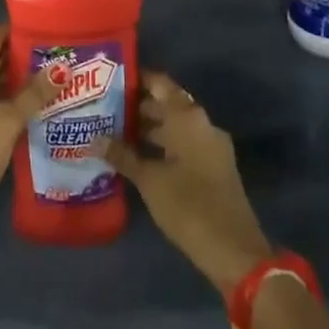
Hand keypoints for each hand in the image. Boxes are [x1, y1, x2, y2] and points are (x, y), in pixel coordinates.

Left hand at [0, 25, 55, 233]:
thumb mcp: (8, 120)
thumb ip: (34, 93)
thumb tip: (62, 70)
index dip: (17, 30)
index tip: (47, 28)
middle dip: (22, 55)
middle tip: (58, 53)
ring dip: (18, 77)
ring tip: (54, 75)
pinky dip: (9, 96)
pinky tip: (36, 102)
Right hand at [94, 71, 271, 298]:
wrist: (234, 250)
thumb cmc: (189, 205)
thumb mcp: (149, 180)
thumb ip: (122, 155)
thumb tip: (94, 138)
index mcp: (188, 118)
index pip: (160, 83)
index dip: (136, 78)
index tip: (109, 78)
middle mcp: (202, 124)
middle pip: (167, 104)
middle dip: (136, 105)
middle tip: (103, 107)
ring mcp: (211, 147)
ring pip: (174, 126)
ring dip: (147, 128)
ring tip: (112, 131)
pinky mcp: (213, 168)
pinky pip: (183, 144)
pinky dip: (161, 145)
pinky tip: (135, 157)